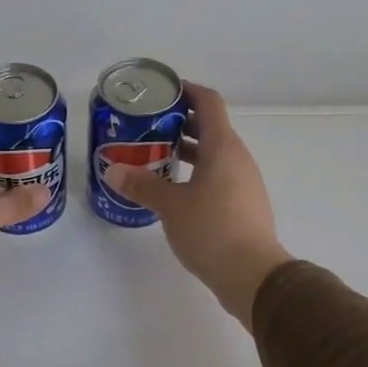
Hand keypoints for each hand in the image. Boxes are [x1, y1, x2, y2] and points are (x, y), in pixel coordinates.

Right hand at [104, 83, 291, 328]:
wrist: (254, 275)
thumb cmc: (212, 230)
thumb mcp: (170, 206)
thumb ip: (142, 185)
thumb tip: (113, 171)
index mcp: (223, 147)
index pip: (209, 102)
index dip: (187, 91)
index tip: (163, 92)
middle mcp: (238, 158)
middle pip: (212, 126)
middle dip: (181, 122)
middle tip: (149, 126)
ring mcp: (245, 181)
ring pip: (216, 153)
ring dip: (189, 149)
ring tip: (157, 156)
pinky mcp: (245, 204)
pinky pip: (220, 175)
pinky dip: (199, 172)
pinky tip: (176, 189)